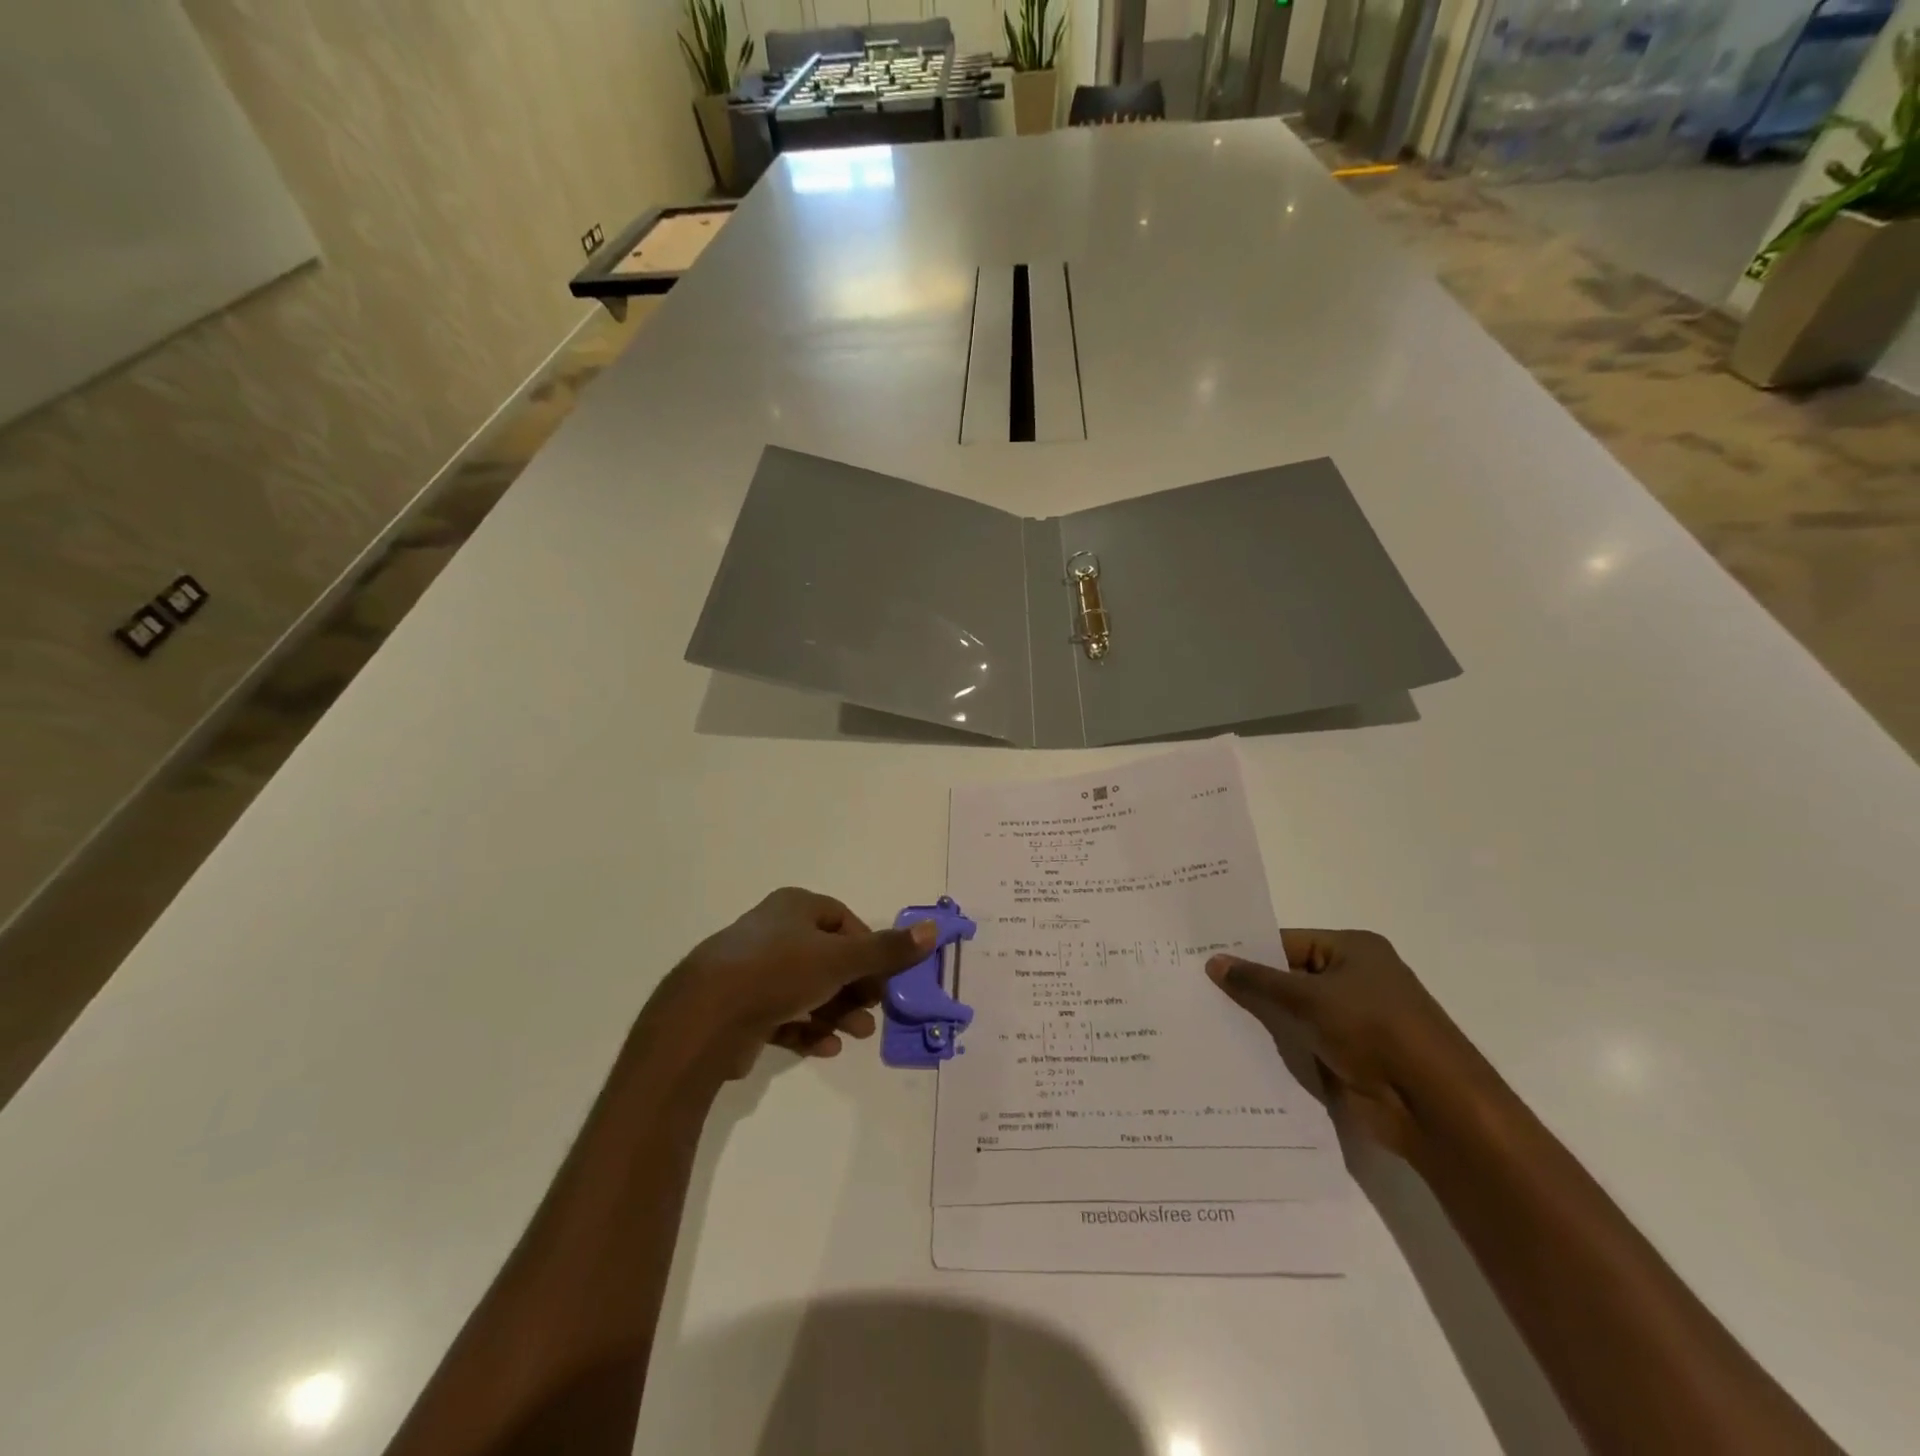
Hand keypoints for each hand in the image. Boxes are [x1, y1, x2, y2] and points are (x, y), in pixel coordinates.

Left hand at [650, 887, 935, 1077]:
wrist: (705, 1017)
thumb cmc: (779, 972)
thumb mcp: (842, 959)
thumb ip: (887, 950)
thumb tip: (932, 929)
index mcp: (794, 907)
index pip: (843, 921)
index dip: (868, 949)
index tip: (883, 979)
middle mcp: (773, 932)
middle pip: (827, 958)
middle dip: (854, 988)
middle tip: (872, 1013)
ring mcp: (753, 970)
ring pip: (807, 989)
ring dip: (835, 1012)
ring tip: (855, 1036)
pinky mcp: (740, 1007)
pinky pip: (783, 1015)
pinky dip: (807, 1029)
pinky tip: (823, 1049)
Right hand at [1206, 930, 1485, 1157]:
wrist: (1433, 1106)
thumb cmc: (1374, 1030)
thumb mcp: (1309, 998)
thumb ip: (1258, 981)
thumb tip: (1213, 961)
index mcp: (1353, 949)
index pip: (1287, 942)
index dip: (1247, 950)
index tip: (1203, 958)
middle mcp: (1355, 979)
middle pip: (1289, 977)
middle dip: (1250, 986)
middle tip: (1196, 988)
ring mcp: (1354, 1021)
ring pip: (1294, 1014)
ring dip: (1263, 1020)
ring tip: (1206, 1018)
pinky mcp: (1349, 1057)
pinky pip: (1303, 1044)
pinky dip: (1278, 1048)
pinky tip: (1237, 1051)